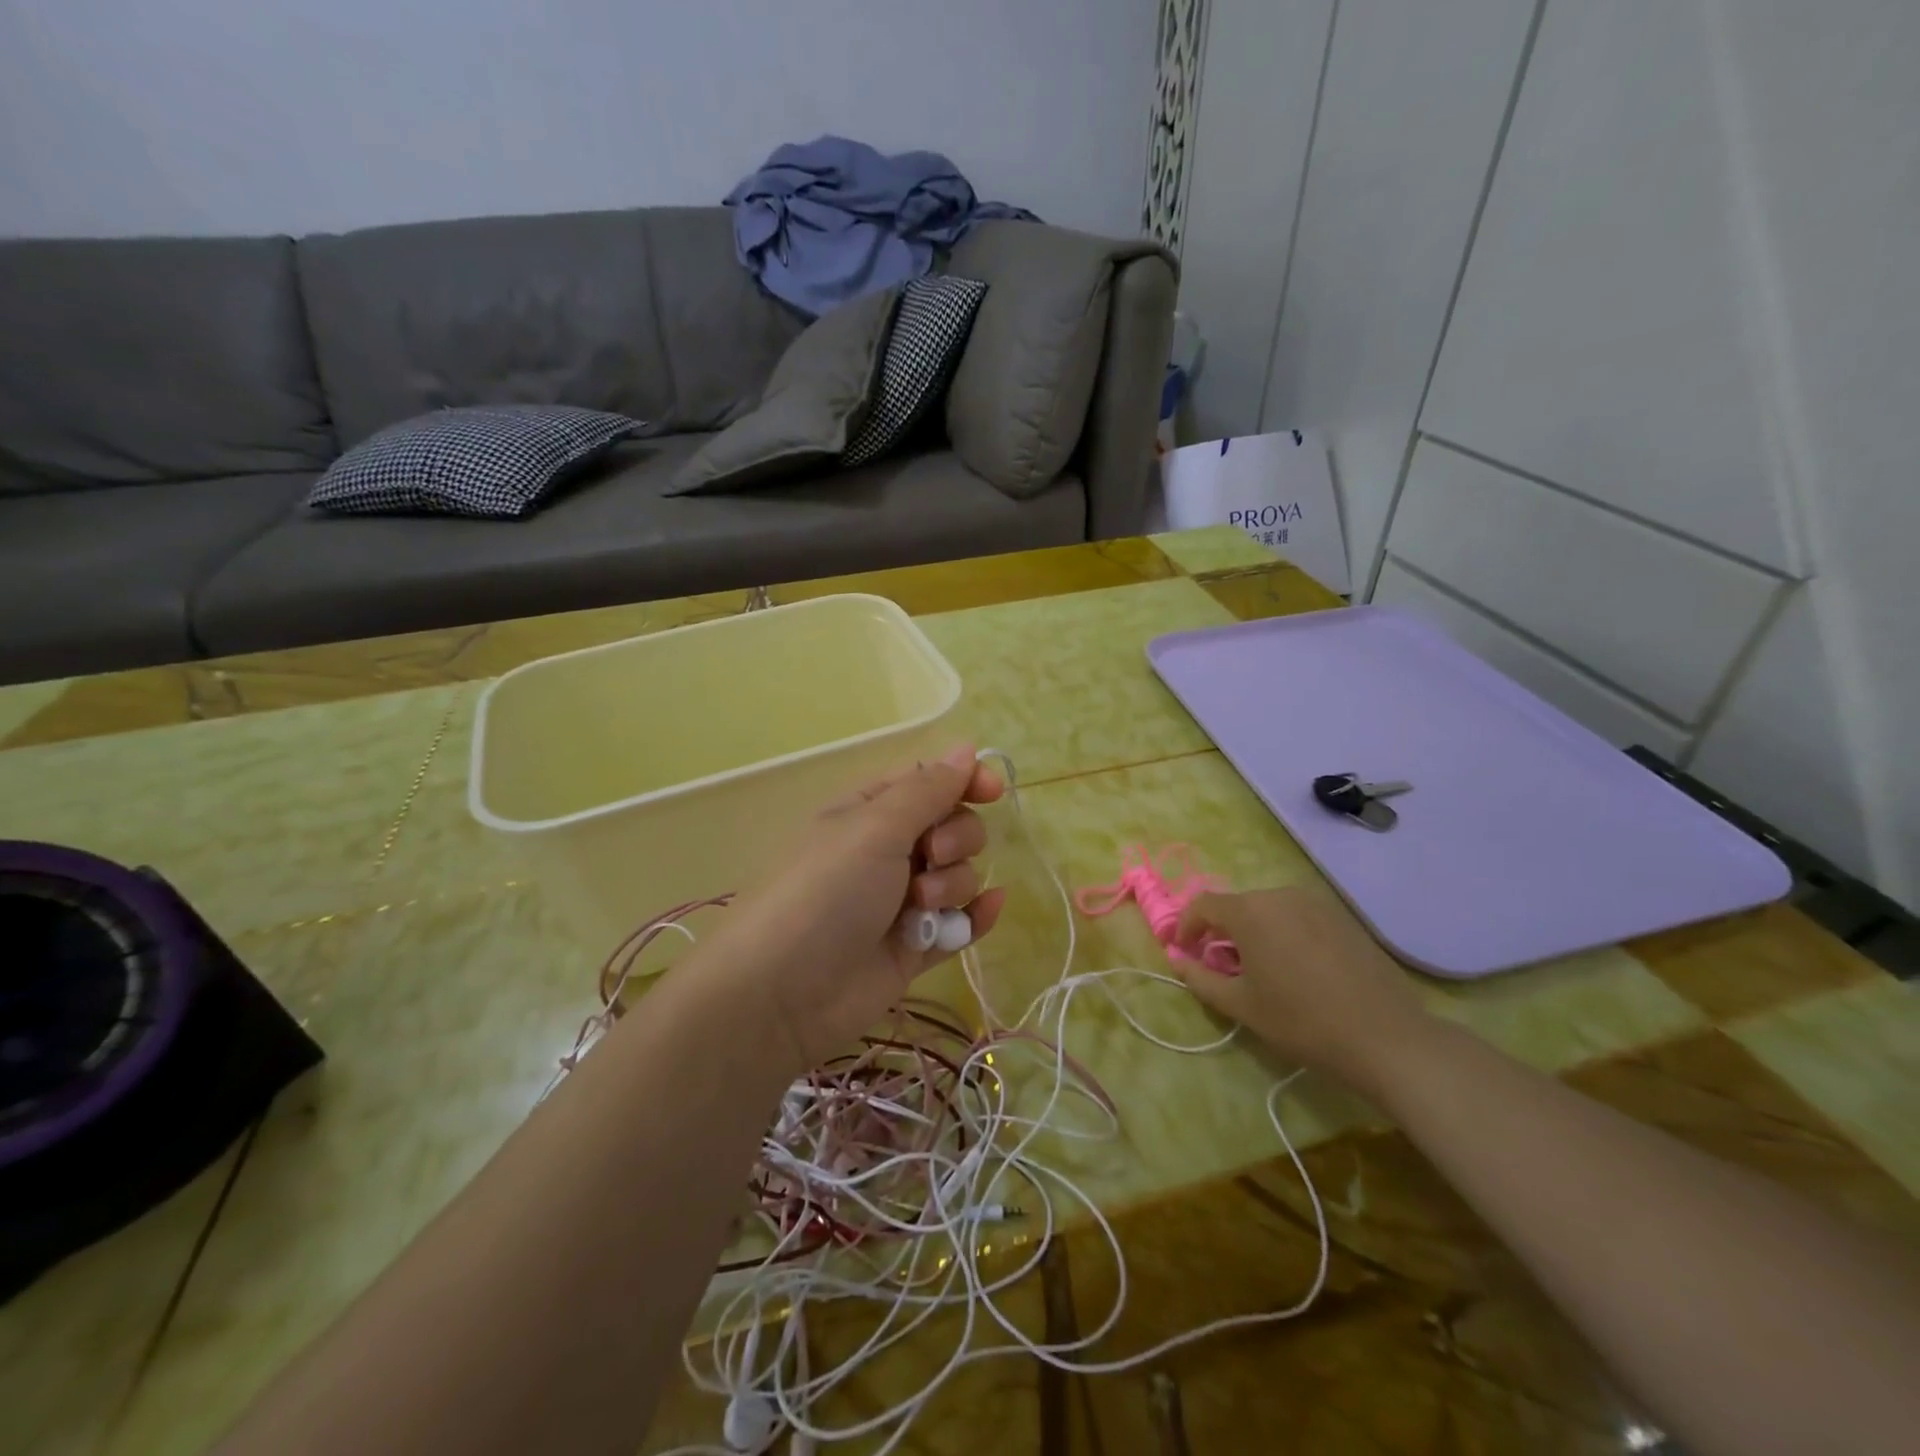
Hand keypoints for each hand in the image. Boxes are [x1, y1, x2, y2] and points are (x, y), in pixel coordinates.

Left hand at [685, 745, 1006, 1073]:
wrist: (781, 993)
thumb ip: (927, 790)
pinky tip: (987, 910)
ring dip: (951, 884)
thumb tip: (965, 748)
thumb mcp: (874, 827)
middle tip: (930, 855)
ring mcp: (901, 901)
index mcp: (869, 811)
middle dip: (955, 837)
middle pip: (952, 826)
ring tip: (920, 905)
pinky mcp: (913, 946)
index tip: (992, 791)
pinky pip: (959, 923)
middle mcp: (887, 850)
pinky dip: (974, 917)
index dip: (964, 780)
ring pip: (958, 875)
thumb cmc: (825, 891)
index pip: (929, 782)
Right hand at [1173, 887, 1434, 1096]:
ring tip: (1261, 969)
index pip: (1203, 905)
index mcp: (1250, 911)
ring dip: (1254, 932)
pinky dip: (1285, 933)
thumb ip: (1200, 979)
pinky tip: (1297, 968)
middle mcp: (1280, 894)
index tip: (1184, 952)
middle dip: (1222, 932)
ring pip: (1269, 910)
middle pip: (1237, 906)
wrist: (1387, 1038)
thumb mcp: (1241, 1006)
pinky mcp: (1342, 916)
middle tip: (1222, 967)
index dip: (1186, 926)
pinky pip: (1298, 916)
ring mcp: (1316, 902)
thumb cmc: (1302, 1021)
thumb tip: (1178, 961)